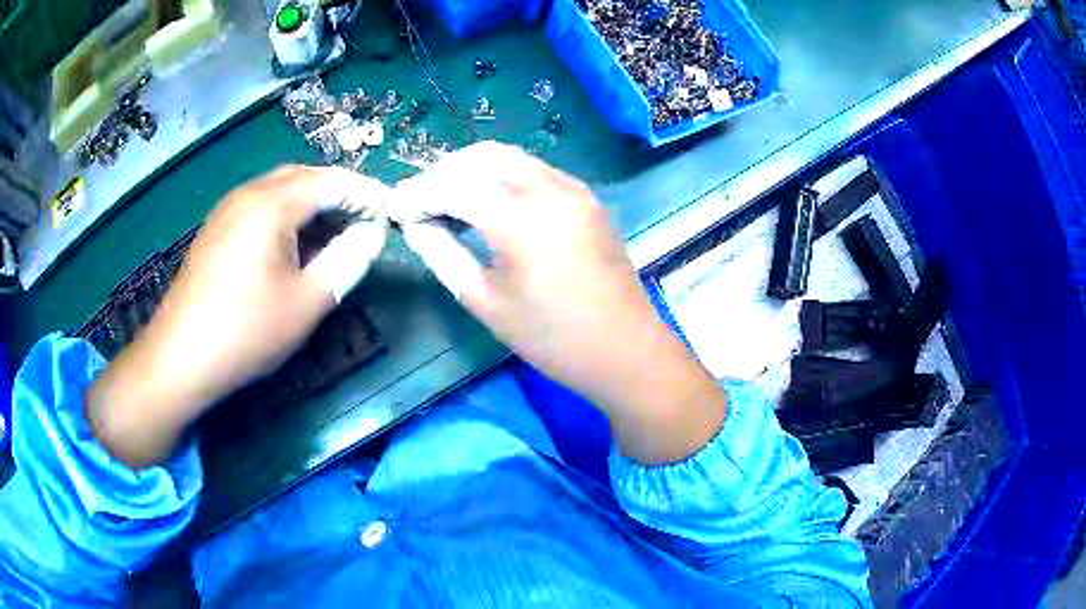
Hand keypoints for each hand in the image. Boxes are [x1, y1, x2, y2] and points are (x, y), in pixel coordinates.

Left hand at [89, 166, 389, 467]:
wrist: (179, 358)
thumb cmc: (245, 332)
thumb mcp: (307, 303)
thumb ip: (347, 261)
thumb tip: (372, 235)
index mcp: (272, 204)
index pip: (331, 181)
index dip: (364, 193)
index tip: (390, 211)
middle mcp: (248, 194)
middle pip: (304, 177)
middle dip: (338, 193)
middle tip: (363, 221)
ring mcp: (227, 210)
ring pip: (280, 190)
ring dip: (311, 204)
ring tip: (333, 234)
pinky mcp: (215, 229)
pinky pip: (259, 207)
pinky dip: (286, 215)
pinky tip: (292, 246)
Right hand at [393, 142, 726, 464]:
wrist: (625, 349)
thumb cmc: (553, 339)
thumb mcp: (486, 303)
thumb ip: (443, 255)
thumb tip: (415, 226)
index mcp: (522, 219)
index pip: (455, 186)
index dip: (419, 194)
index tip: (396, 209)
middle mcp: (550, 189)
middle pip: (483, 156)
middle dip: (444, 172)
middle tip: (420, 202)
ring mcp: (574, 188)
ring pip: (510, 157)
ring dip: (473, 170)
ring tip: (447, 200)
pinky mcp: (586, 197)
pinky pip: (534, 170)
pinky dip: (502, 176)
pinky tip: (488, 202)